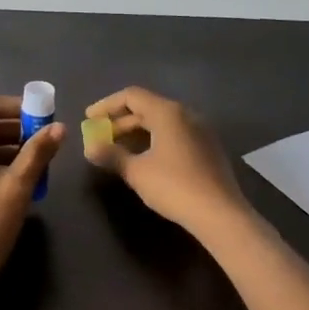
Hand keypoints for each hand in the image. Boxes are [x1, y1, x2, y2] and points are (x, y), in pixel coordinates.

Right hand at [82, 87, 248, 236]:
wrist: (220, 213)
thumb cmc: (174, 186)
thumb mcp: (137, 171)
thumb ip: (111, 155)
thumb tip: (89, 147)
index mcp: (168, 112)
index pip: (131, 96)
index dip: (106, 105)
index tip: (88, 118)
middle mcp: (186, 114)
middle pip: (147, 107)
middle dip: (120, 121)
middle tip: (101, 137)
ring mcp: (201, 130)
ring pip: (162, 121)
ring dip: (137, 131)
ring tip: (118, 149)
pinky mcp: (208, 147)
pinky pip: (175, 134)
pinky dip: (155, 139)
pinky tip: (145, 158)